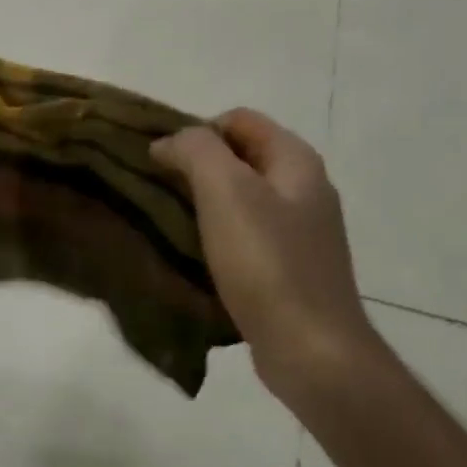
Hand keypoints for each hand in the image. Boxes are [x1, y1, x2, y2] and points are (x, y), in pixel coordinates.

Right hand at [153, 110, 378, 398]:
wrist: (310, 347)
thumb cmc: (266, 262)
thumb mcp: (225, 191)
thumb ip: (195, 151)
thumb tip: (167, 142)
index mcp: (296, 161)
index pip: (239, 119)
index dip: (196, 130)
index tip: (162, 161)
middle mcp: (304, 188)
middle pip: (239, 157)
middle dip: (195, 167)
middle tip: (157, 190)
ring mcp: (300, 231)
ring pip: (240, 198)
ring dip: (202, 203)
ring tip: (167, 223)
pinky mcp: (289, 267)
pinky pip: (244, 235)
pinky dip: (215, 236)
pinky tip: (193, 256)